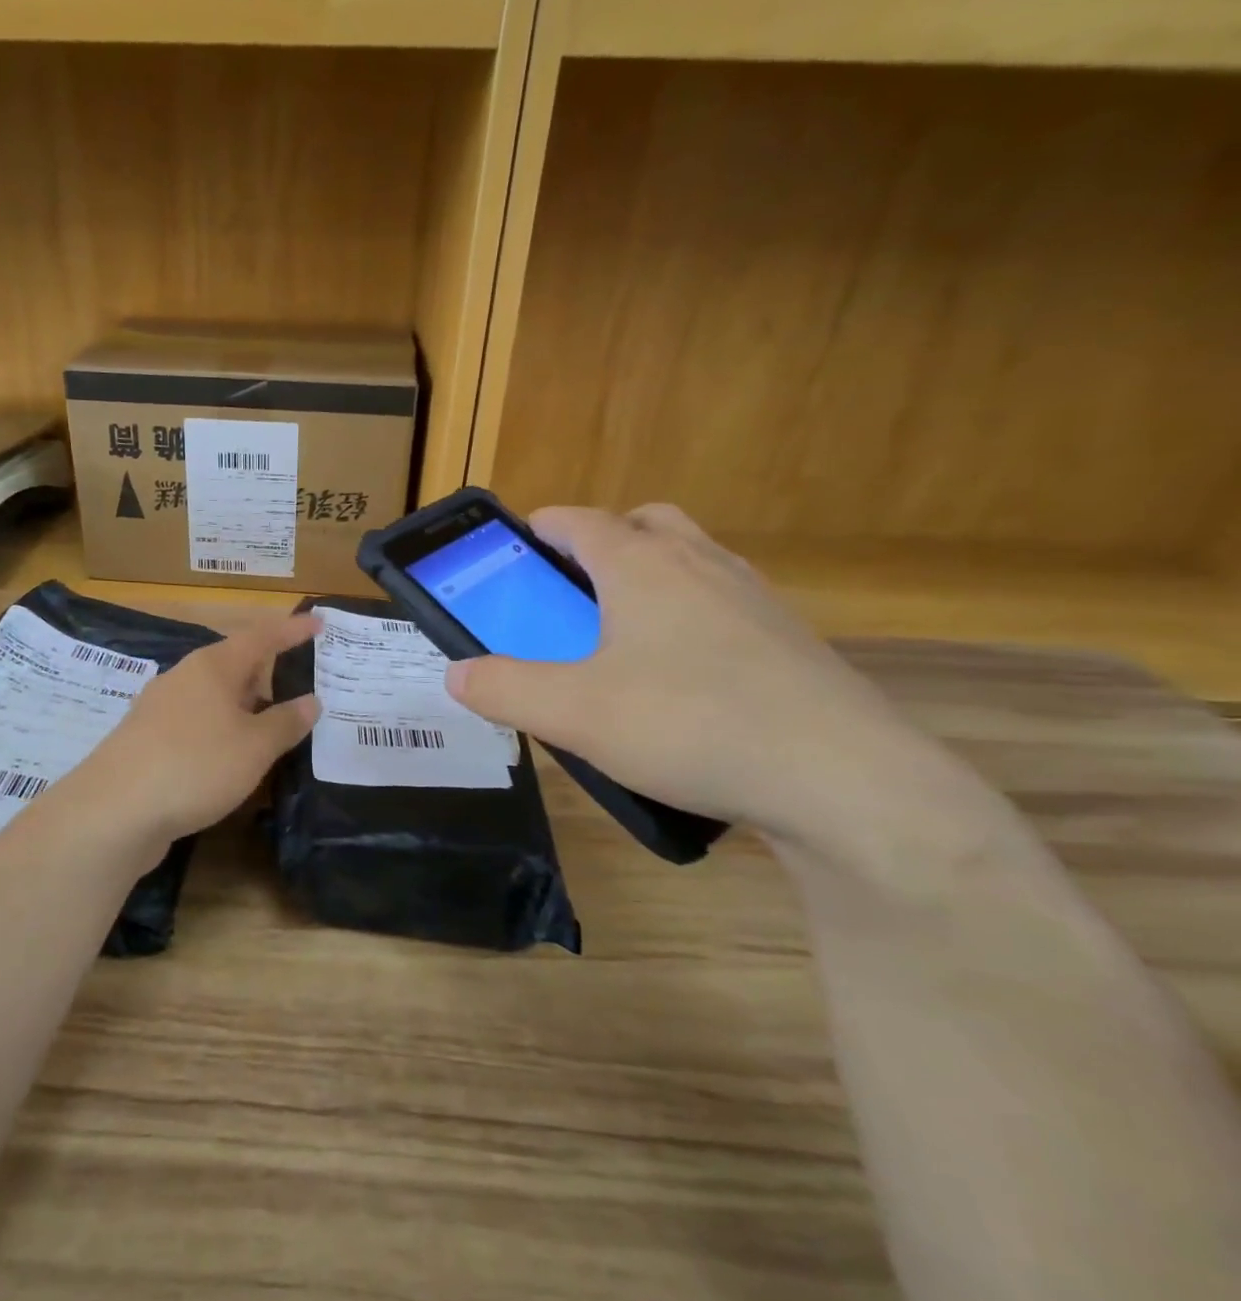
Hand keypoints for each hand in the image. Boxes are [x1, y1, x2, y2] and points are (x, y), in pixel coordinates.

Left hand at [68, 614, 321, 855]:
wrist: (114, 811)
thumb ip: (286, 722)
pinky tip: (233, 757)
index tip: (319, 623)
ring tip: (274, 726)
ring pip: (214, 697)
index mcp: (212, 666)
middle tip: (303, 686)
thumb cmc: (195, 765)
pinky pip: (197, 724)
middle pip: (235, 665)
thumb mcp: (254, 747)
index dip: (292, 630)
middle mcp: (184, 677)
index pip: (261, 637)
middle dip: (268, 674)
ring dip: (245, 707)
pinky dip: (222, 731)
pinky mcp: (147, 740)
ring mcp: (160, 709)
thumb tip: (311, 701)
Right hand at [444, 505, 957, 846]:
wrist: (843, 780)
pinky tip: (682, 681)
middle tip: (574, 589)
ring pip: (691, 561)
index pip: (580, 520)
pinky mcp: (789, 640)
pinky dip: (692, 618)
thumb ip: (503, 688)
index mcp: (641, 565)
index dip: (542, 527)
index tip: (517, 549)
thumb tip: (456, 673)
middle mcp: (701, 564)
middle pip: (644, 523)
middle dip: (602, 541)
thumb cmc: (690, 725)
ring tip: (623, 637)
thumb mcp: (573, 713)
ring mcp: (754, 599)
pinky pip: (725, 605)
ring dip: (651, 577)